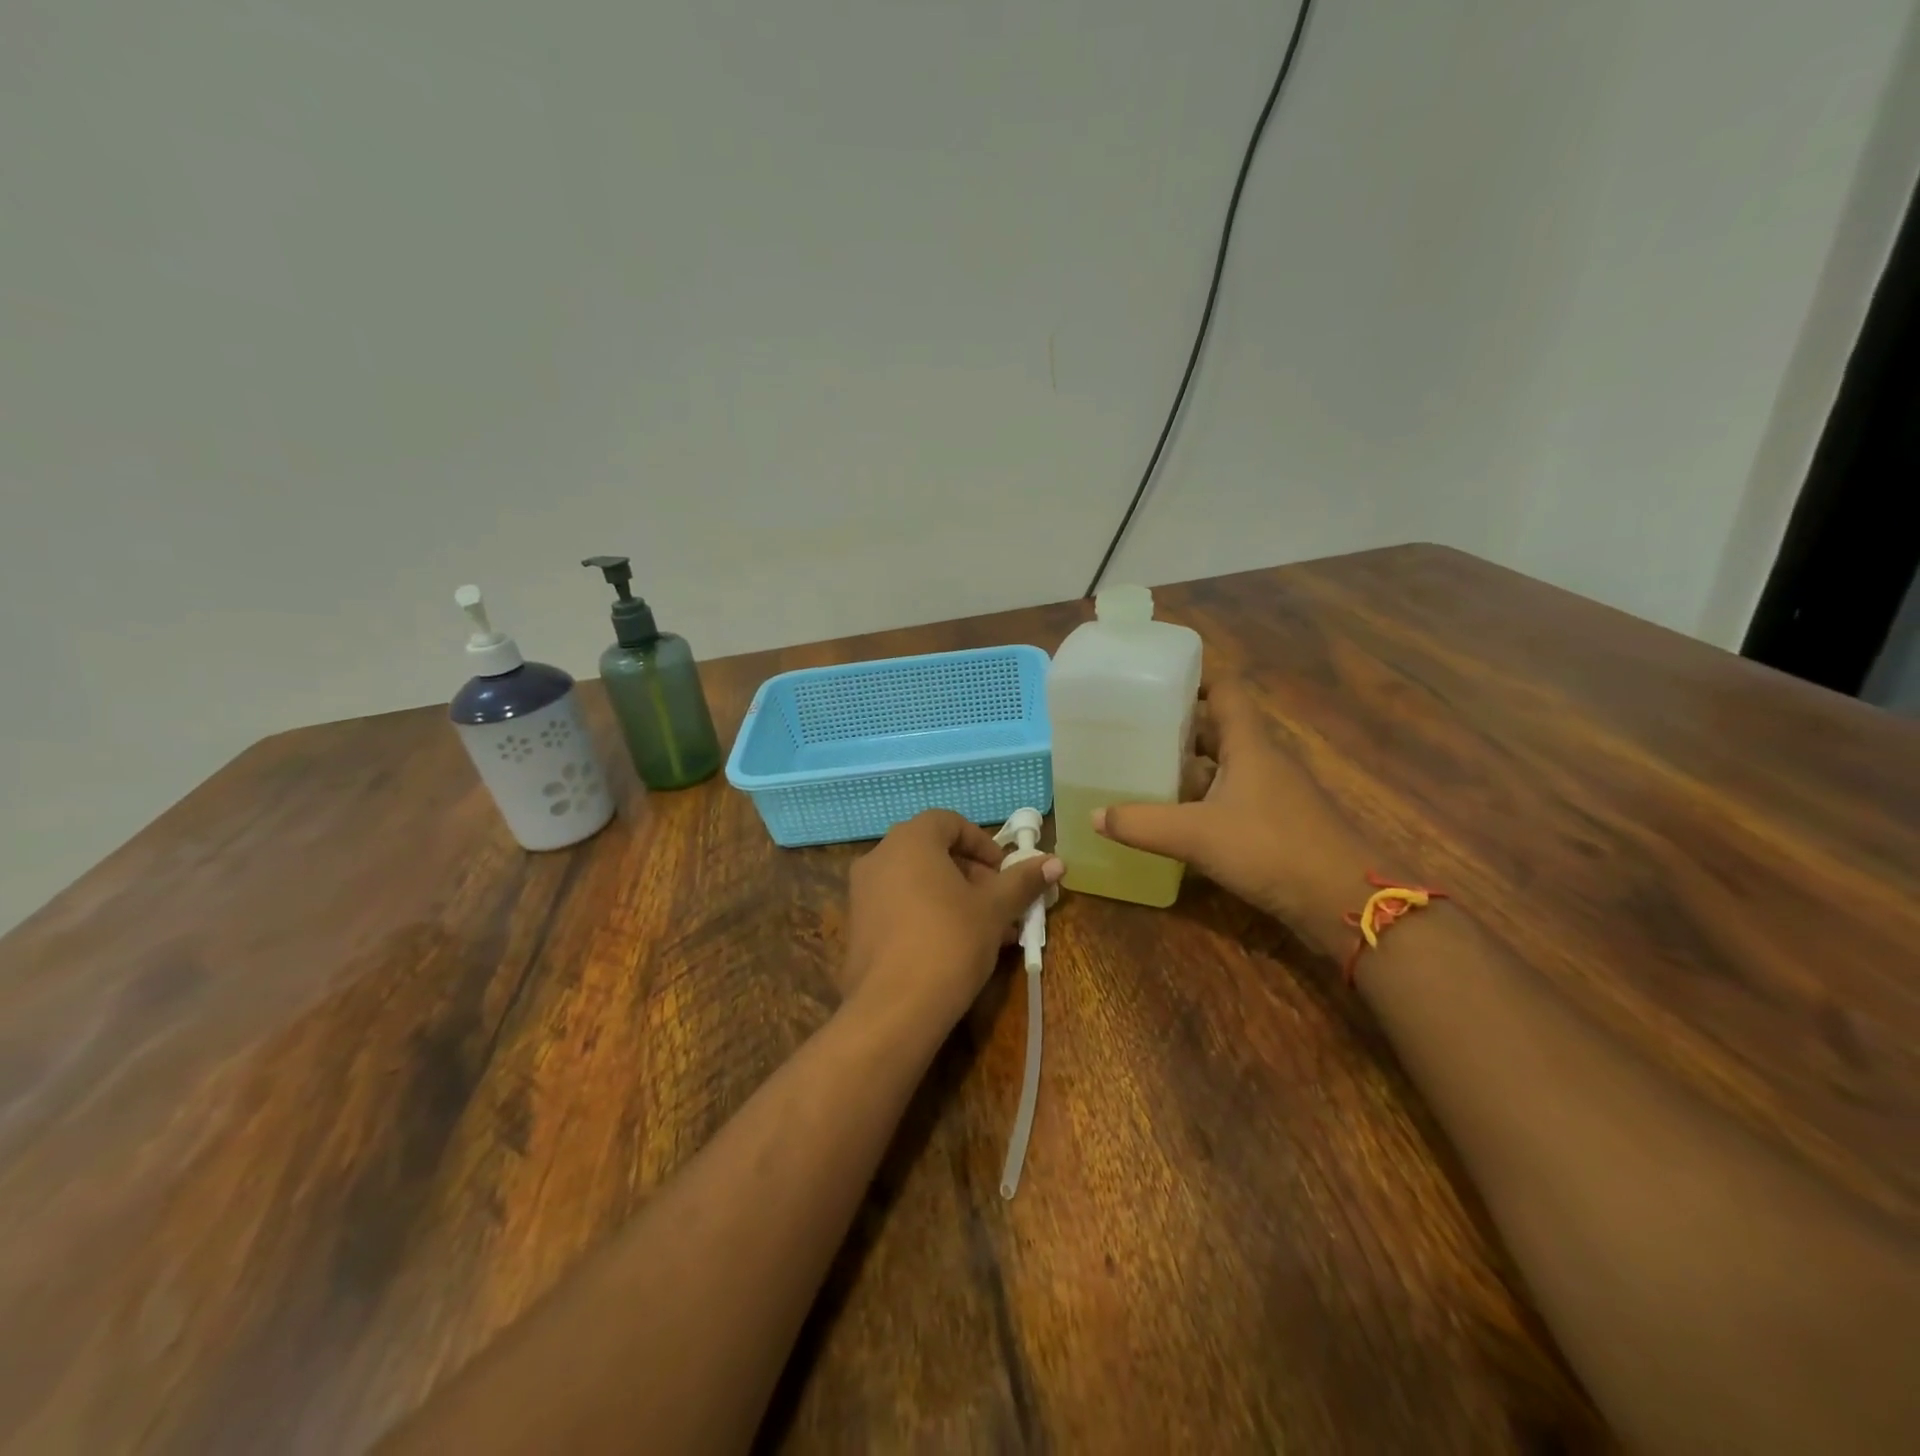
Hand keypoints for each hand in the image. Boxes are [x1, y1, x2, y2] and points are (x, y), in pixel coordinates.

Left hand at [842, 810, 1063, 1032]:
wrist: (893, 1009)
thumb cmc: (949, 942)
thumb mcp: (994, 909)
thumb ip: (1022, 881)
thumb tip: (1056, 862)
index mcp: (910, 840)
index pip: (949, 822)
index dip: (982, 843)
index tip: (1004, 872)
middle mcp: (879, 856)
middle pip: (932, 851)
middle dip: (972, 874)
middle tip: (1000, 904)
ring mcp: (862, 892)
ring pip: (917, 881)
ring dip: (953, 897)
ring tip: (985, 931)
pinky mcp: (857, 925)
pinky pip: (899, 905)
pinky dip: (927, 913)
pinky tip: (953, 948)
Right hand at [1093, 679, 1366, 948]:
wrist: (1344, 903)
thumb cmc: (1271, 849)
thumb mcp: (1196, 835)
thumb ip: (1142, 824)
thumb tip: (1094, 815)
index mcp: (1250, 745)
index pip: (1225, 691)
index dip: (1194, 680)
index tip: (1155, 684)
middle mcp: (1264, 761)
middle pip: (1219, 730)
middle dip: (1179, 728)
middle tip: (1134, 732)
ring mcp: (1274, 794)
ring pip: (1225, 767)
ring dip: (1190, 768)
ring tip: (1144, 772)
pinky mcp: (1278, 825)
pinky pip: (1233, 799)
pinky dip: (1204, 801)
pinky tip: (1177, 818)